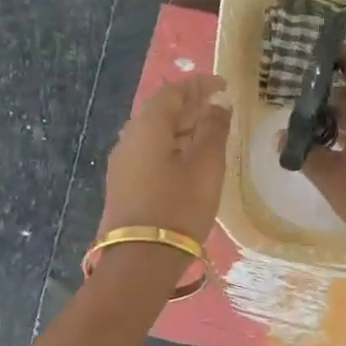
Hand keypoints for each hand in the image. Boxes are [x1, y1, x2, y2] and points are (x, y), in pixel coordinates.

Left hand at [100, 74, 231, 245]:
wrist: (140, 260)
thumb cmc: (179, 206)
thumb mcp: (206, 166)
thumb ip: (213, 130)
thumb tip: (217, 105)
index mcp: (147, 127)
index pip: (173, 92)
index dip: (199, 85)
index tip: (223, 85)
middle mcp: (129, 138)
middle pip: (160, 111)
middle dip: (190, 105)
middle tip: (218, 108)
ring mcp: (122, 163)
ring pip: (154, 133)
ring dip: (181, 127)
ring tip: (209, 133)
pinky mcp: (123, 184)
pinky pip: (149, 152)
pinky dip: (172, 146)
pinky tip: (189, 160)